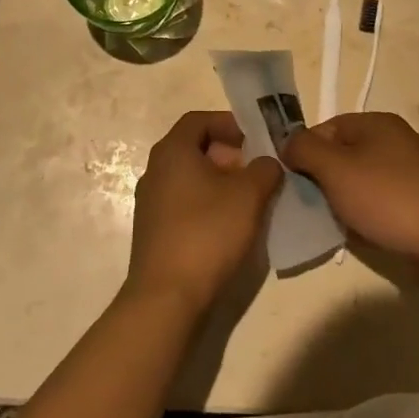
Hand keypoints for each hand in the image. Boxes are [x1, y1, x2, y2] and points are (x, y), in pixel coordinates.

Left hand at [128, 111, 283, 314]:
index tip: (256, 138)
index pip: (199, 119)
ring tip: (250, 200)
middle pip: (195, 148)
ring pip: (190, 178)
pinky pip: (184, 203)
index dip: (229, 123)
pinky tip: (230, 227)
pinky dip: (208, 204)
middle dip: (229, 154)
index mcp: (172, 151)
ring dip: (221, 182)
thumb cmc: (207, 233)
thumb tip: (267, 163)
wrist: (167, 298)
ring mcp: (151, 203)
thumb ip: (264, 169)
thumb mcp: (248, 195)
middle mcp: (155, 170)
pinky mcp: (153, 231)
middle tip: (257, 171)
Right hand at [280, 112, 418, 269]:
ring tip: (329, 221)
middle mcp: (393, 140)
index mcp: (377, 122)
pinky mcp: (414, 201)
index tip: (294, 182)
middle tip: (308, 204)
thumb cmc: (386, 198)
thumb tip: (289, 145)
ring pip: (357, 179)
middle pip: (341, 153)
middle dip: (321, 178)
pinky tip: (354, 232)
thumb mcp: (334, 168)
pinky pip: (375, 200)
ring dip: (339, 198)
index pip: (325, 128)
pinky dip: (361, 213)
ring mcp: (407, 171)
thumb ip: (304, 149)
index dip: (304, 152)